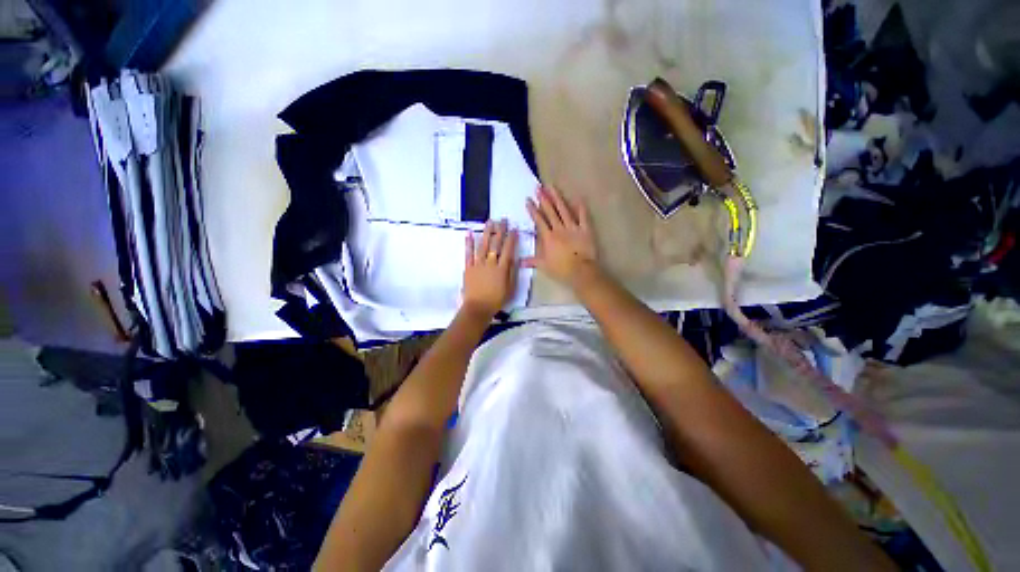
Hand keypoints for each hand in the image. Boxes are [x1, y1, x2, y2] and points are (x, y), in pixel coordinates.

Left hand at [462, 219, 518, 318]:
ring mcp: (478, 264)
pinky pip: (468, 253)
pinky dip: (469, 243)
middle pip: (496, 244)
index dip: (511, 238)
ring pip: (483, 245)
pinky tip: (470, 233)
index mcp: (502, 268)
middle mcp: (490, 263)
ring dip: (487, 232)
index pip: (508, 250)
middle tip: (502, 220)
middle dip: (500, 231)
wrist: (478, 307)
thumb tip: (514, 258)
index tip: (514, 229)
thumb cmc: (496, 300)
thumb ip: (512, 272)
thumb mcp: (510, 288)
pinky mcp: (469, 267)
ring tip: (489, 222)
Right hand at [524, 184, 597, 287]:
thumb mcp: (544, 266)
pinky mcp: (585, 229)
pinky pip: (583, 216)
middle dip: (543, 198)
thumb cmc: (561, 269)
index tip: (528, 200)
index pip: (539, 221)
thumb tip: (519, 262)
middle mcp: (559, 229)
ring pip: (564, 210)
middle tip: (538, 187)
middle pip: (550, 211)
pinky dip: (581, 207)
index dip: (533, 210)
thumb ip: (532, 261)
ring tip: (552, 187)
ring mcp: (573, 227)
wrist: (581, 271)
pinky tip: (577, 198)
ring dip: (557, 198)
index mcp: (548, 237)